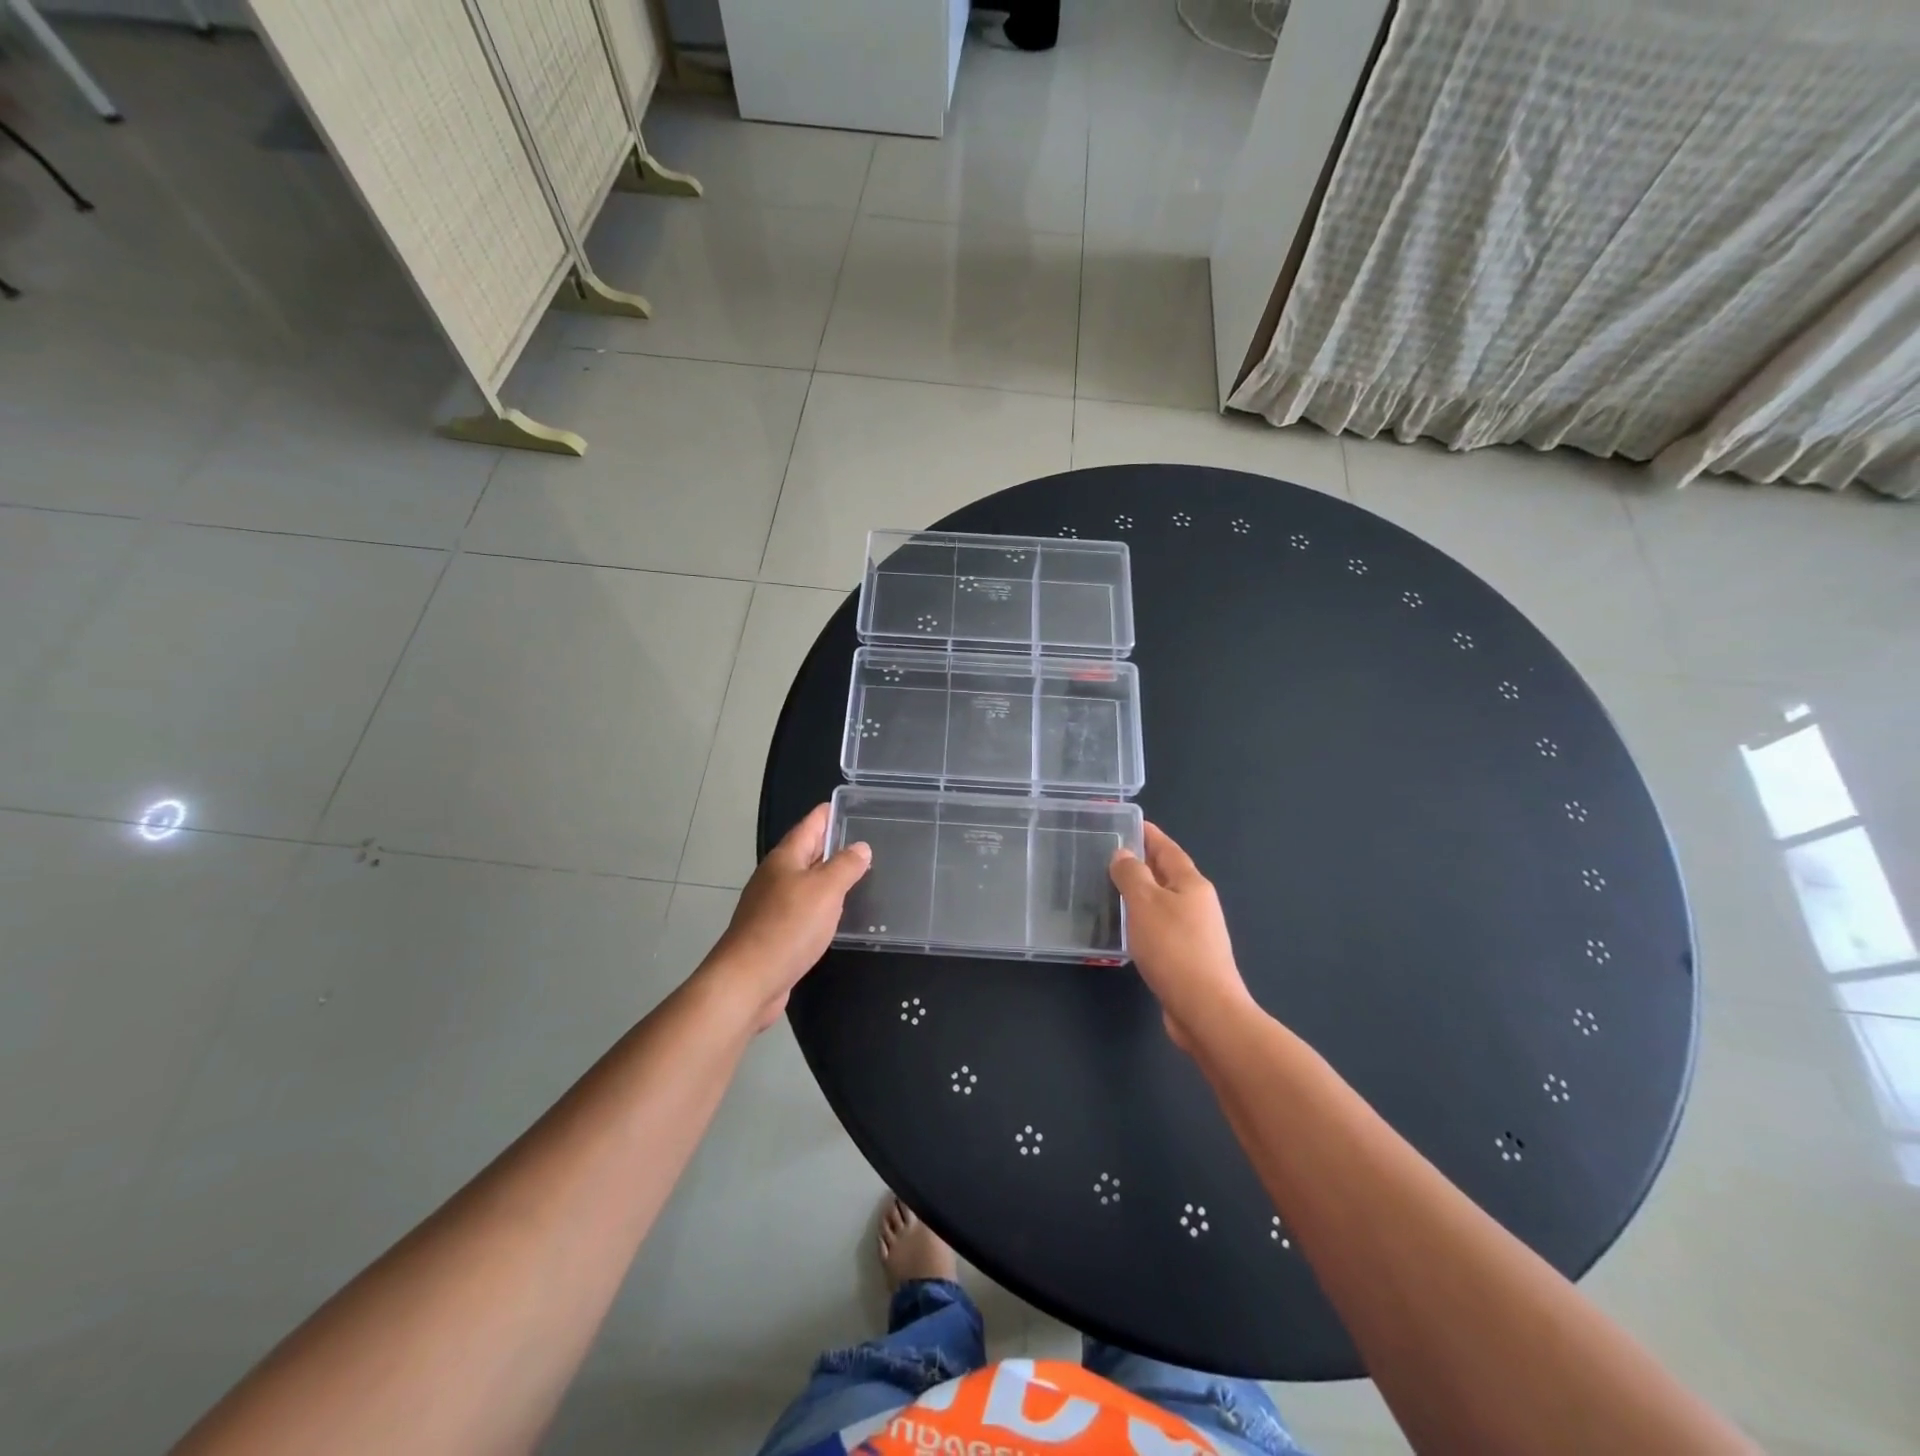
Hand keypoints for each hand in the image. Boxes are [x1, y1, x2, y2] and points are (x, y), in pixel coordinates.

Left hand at [707, 804, 870, 1030]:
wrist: (748, 980)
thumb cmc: (788, 927)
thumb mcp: (825, 890)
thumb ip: (845, 866)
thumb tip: (860, 847)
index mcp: (785, 858)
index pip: (810, 825)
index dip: (828, 813)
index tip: (849, 805)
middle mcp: (775, 876)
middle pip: (806, 851)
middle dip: (831, 843)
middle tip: (864, 839)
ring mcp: (771, 905)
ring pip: (804, 880)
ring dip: (827, 875)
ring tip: (857, 874)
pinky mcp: (774, 932)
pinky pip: (802, 907)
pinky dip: (821, 903)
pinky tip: (836, 913)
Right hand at [1111, 822, 1254, 1051]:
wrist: (1205, 1009)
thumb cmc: (1174, 948)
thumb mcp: (1145, 903)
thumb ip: (1131, 875)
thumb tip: (1123, 854)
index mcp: (1192, 884)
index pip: (1167, 849)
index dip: (1148, 835)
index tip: (1128, 823)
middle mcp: (1198, 903)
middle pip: (1168, 874)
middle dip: (1143, 862)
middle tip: (1110, 855)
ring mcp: (1196, 932)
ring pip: (1164, 902)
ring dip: (1142, 893)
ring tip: (1112, 888)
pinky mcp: (1188, 957)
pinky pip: (1162, 926)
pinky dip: (1144, 919)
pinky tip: (1127, 928)